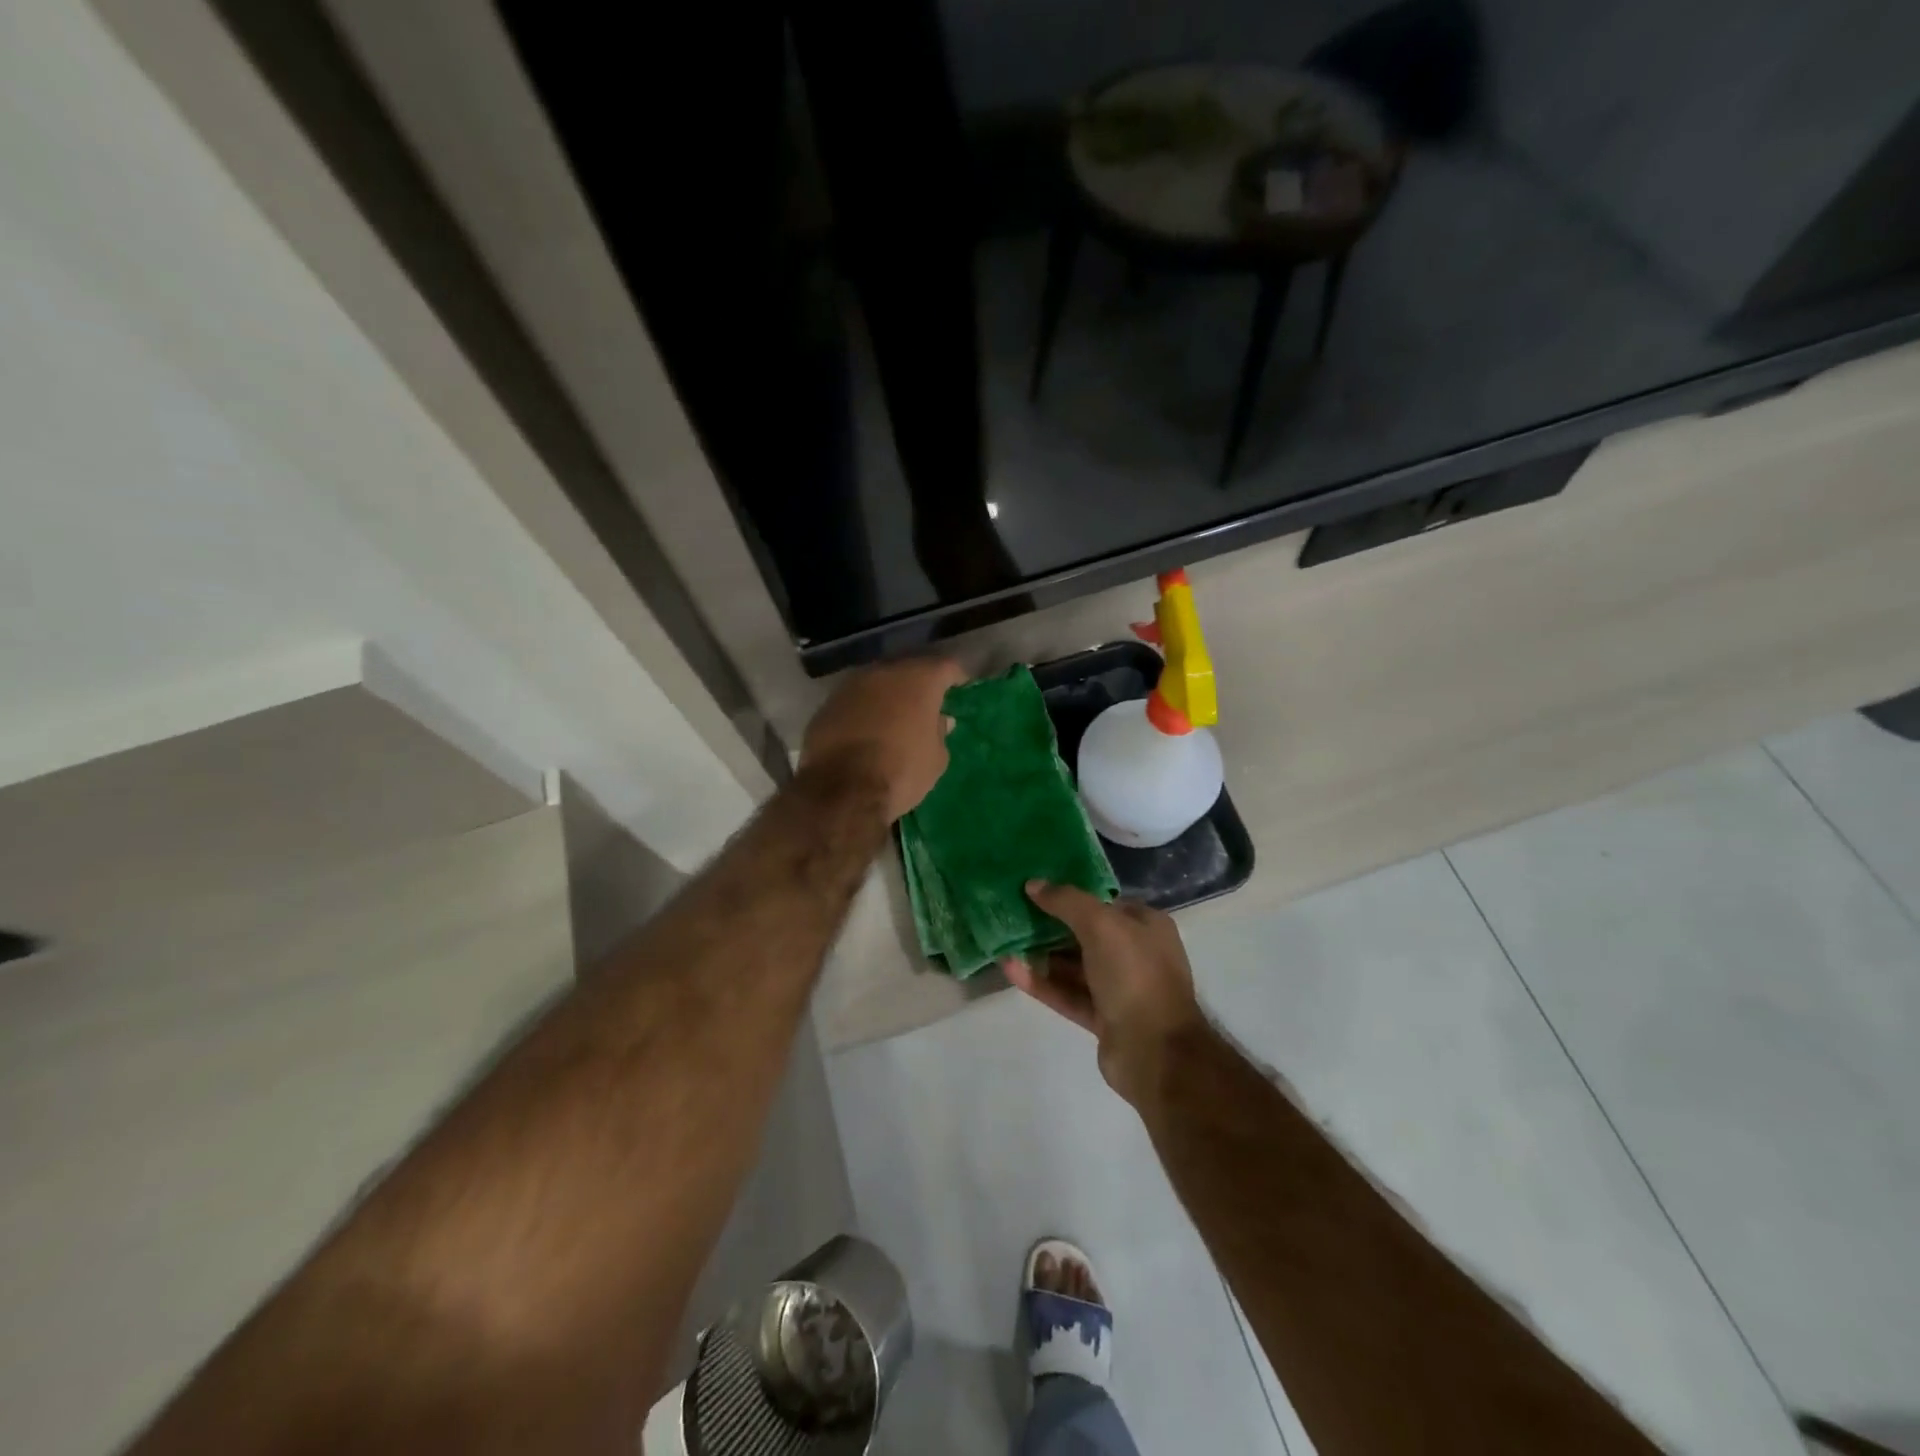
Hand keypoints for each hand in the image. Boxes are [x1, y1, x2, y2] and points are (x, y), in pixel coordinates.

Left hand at [800, 657, 966, 822]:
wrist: (842, 791)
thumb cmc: (901, 771)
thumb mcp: (936, 759)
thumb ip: (939, 733)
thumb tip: (940, 720)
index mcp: (918, 679)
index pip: (945, 666)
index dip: (955, 675)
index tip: (961, 684)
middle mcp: (883, 673)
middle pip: (907, 669)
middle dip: (918, 683)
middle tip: (927, 701)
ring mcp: (850, 687)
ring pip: (876, 684)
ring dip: (887, 696)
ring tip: (895, 716)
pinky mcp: (826, 707)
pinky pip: (853, 703)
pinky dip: (863, 712)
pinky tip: (866, 731)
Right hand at [1004, 882, 1205, 1107]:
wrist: (1155, 1051)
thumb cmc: (1134, 974)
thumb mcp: (1101, 924)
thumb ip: (1066, 901)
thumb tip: (1034, 884)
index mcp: (1145, 925)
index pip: (1103, 902)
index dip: (1070, 894)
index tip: (1034, 889)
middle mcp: (1134, 953)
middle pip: (1084, 933)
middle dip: (1049, 925)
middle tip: (1011, 912)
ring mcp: (1119, 988)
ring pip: (1073, 965)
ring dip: (1040, 954)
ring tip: (1003, 940)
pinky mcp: (1102, 1017)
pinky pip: (1067, 993)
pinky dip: (1041, 982)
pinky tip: (1010, 969)